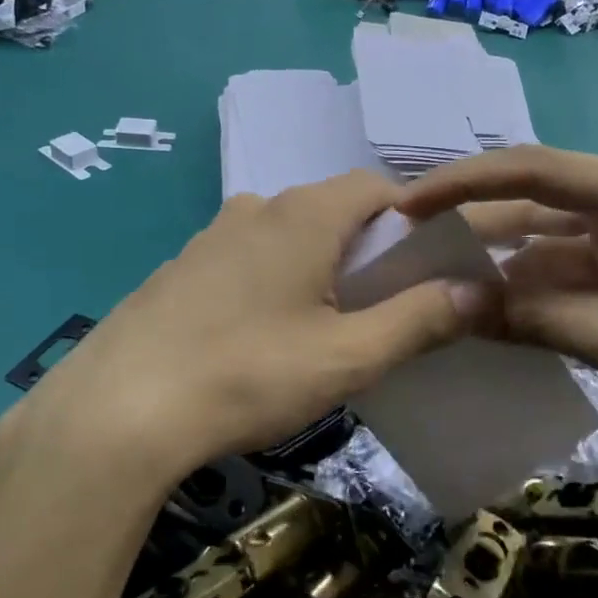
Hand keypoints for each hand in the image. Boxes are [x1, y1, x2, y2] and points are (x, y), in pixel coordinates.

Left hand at [1, 171, 487, 487]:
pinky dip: (270, 280)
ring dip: (315, 266)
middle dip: (365, 249)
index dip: (411, 220)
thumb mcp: (348, 356)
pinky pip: (244, 259)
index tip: (427, 267)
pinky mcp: (179, 269)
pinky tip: (258, 336)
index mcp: (304, 214)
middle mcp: (256, 208)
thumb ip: (419, 319)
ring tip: (323, 326)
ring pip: (284, 235)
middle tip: (380, 307)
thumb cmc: (248, 373)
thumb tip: (478, 290)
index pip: (376, 188)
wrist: (120, 408)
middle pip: (330, 210)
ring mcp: (209, 236)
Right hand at [402, 146, 597, 454]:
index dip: (461, 183)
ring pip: (546, 237)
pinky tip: (492, 313)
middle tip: (408, 249)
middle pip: (532, 199)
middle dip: (470, 221)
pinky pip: (569, 269)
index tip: (405, 207)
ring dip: (498, 261)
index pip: (530, 169)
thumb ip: (537, 319)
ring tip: (437, 283)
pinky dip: (531, 289)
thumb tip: (454, 305)